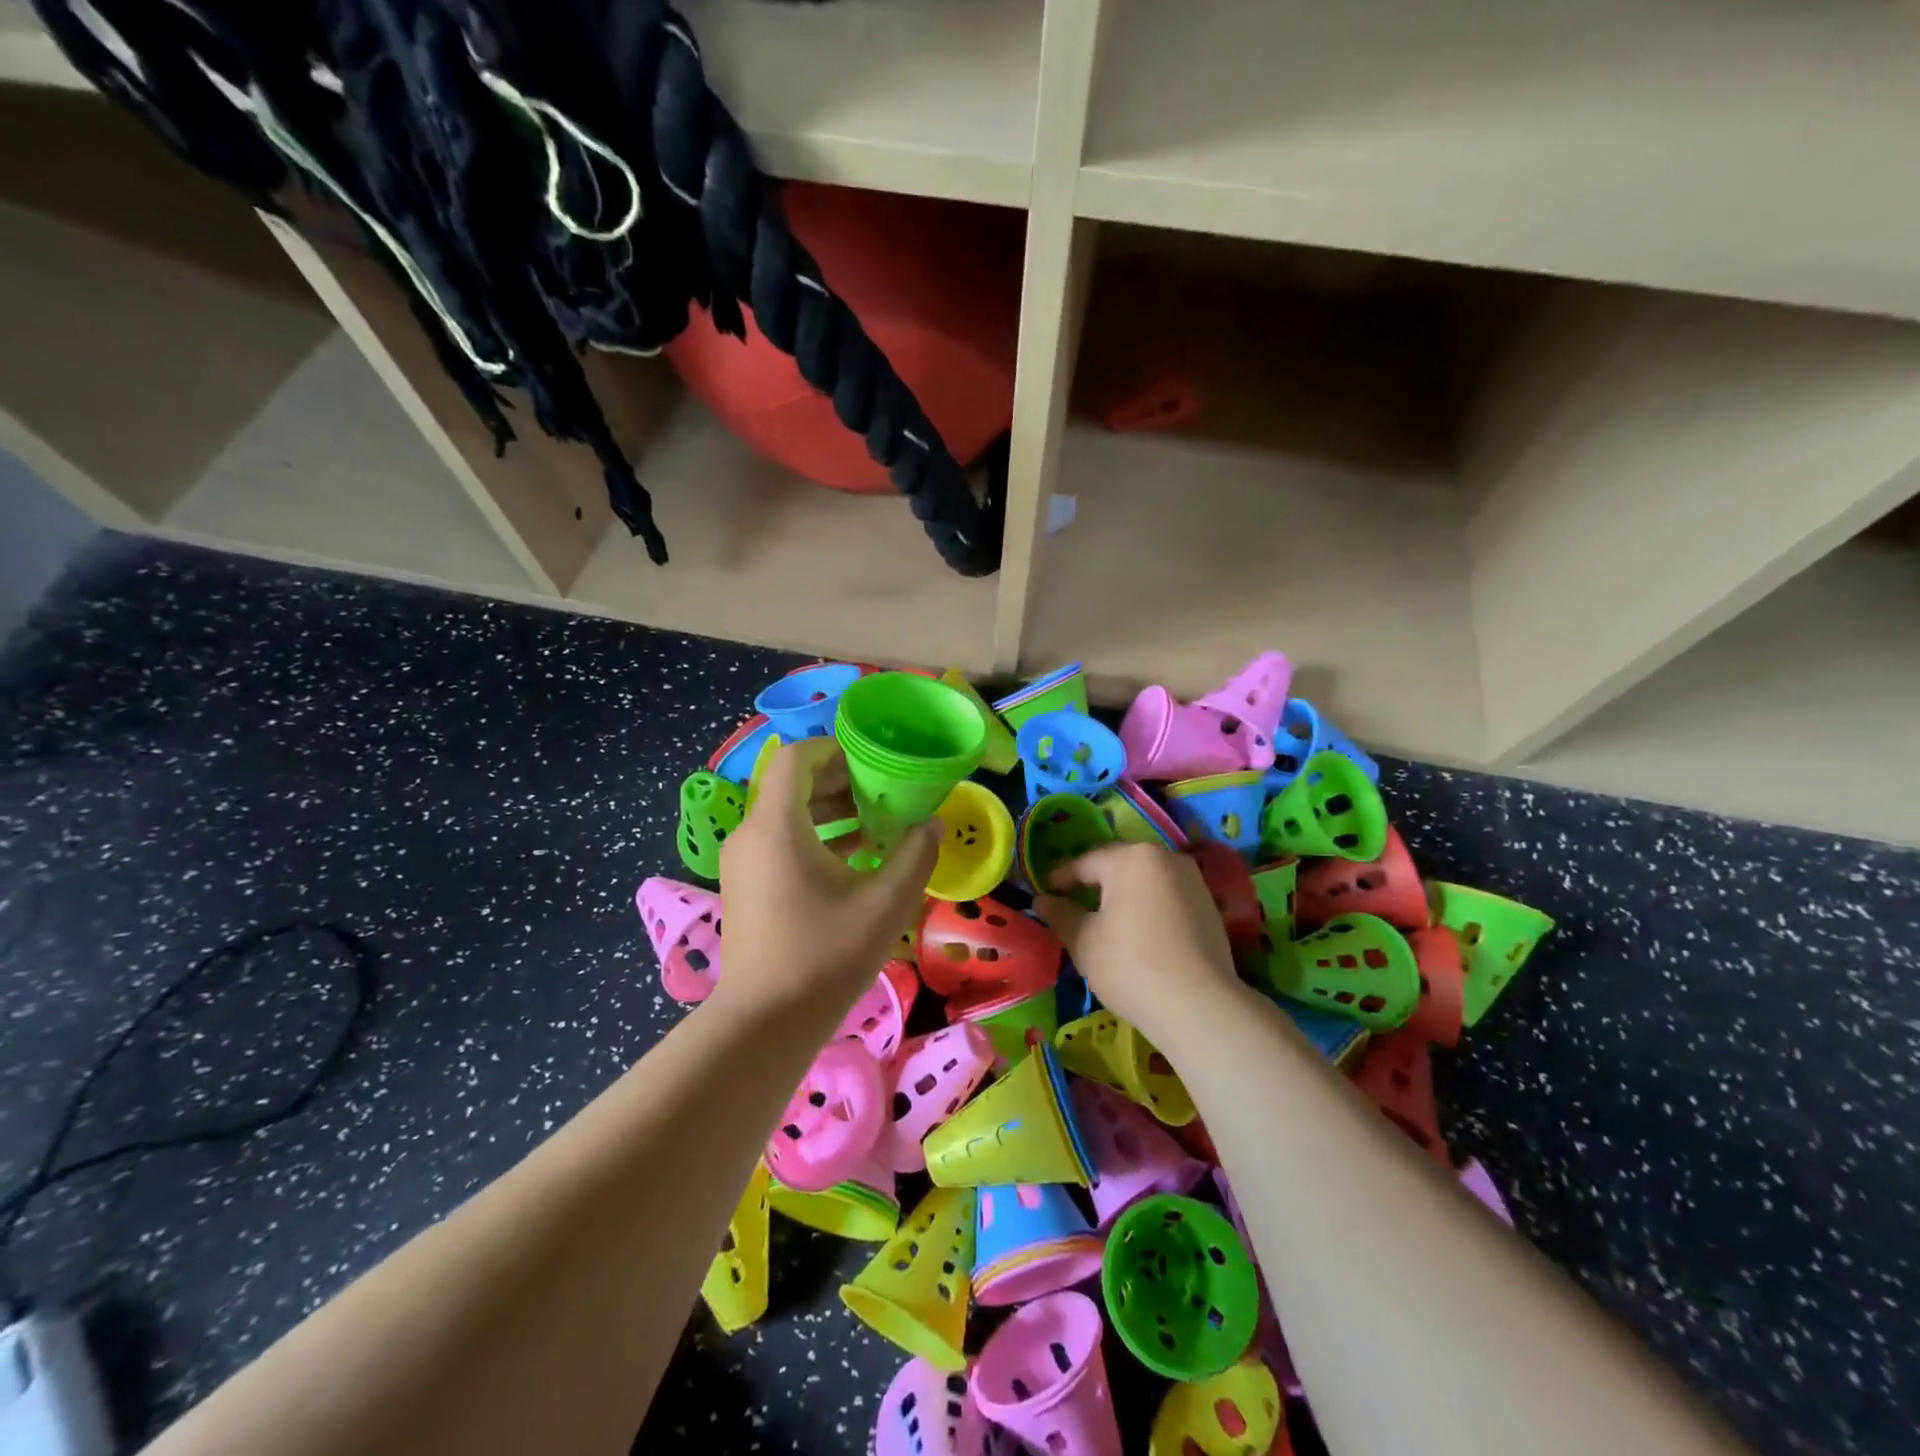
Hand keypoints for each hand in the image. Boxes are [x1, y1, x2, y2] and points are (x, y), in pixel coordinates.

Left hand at [713, 739, 938, 1024]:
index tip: (874, 762)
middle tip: (885, 793)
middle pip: (793, 785)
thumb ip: (915, 855)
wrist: (765, 1023)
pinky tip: (856, 858)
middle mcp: (751, 834)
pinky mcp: (746, 886)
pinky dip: (816, 837)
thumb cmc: (825, 956)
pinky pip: (781, 842)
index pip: (796, 759)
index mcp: (777, 826)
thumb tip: (933, 824)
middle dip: (841, 782)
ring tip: (878, 824)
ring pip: (788, 815)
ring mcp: (744, 862)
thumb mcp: (885, 904)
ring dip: (832, 811)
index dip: (835, 750)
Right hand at [1034, 842, 1238, 1041]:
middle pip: (1119, 866)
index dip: (1061, 878)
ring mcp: (1193, 881)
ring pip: (1146, 881)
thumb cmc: (1130, 964)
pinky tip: (1138, 933)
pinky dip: (1148, 909)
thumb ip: (1060, 914)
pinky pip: (1167, 898)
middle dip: (1094, 883)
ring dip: (1123, 895)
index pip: (1085, 862)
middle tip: (1071, 903)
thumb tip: (1042, 900)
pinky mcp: (1210, 907)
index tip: (1043, 893)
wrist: (1199, 1006)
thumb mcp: (1084, 940)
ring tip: (1104, 919)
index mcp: (1131, 857)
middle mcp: (1166, 858)